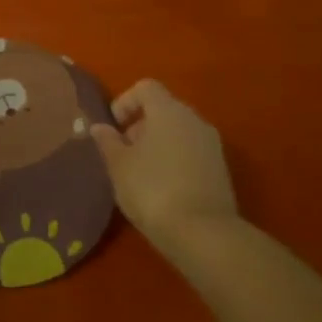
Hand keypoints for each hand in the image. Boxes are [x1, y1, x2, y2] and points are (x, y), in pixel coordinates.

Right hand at [90, 80, 236, 254]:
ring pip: (178, 131)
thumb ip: (107, 141)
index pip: (146, 87)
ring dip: (157, 144)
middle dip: (140, 125)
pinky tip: (162, 187)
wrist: (204, 234)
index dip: (125, 102)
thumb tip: (100, 127)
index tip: (113, 127)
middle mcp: (194, 120)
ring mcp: (212, 145)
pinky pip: (191, 152)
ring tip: (140, 173)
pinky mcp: (221, 170)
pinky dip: (174, 160)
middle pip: (163, 108)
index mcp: (169, 111)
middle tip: (123, 152)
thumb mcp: (119, 166)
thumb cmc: (152, 189)